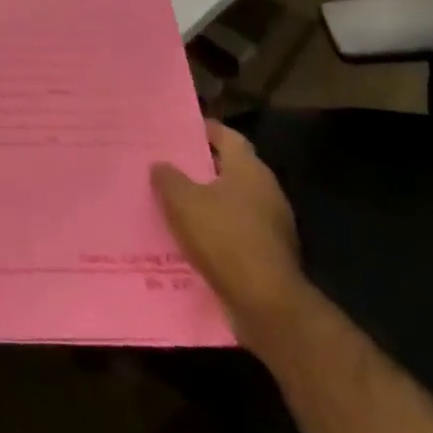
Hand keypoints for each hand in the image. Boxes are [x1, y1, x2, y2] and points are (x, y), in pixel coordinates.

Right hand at [152, 121, 305, 345]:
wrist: (266, 303)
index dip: (204, 130)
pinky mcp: (269, 252)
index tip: (179, 129)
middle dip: (202, 166)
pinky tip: (191, 237)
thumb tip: (160, 165)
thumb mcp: (183, 202)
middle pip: (231, 168)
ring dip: (208, 200)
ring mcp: (272, 223)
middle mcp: (266, 190)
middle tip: (169, 164)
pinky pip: (237, 229)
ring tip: (174, 201)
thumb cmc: (224, 238)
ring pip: (233, 200)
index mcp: (249, 169)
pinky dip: (216, 228)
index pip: (227, 136)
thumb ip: (169, 178)